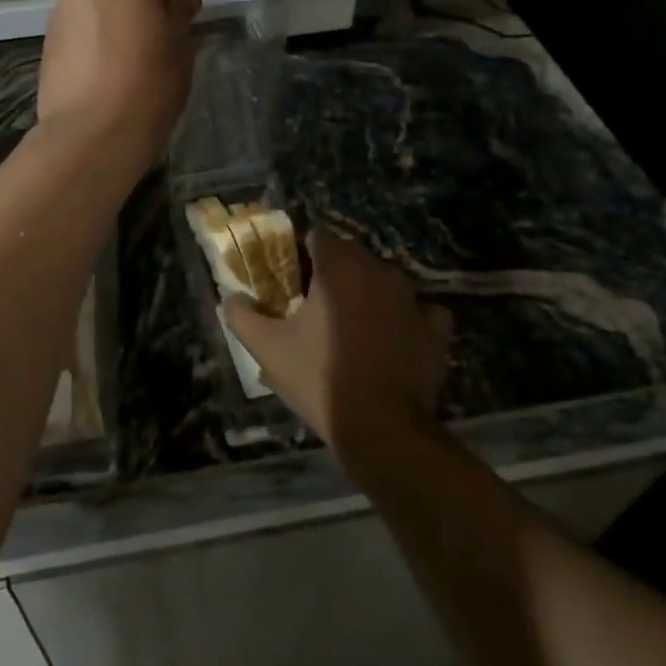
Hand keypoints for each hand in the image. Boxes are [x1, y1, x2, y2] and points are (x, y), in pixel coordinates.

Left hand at [37, 0, 201, 177]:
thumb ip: (179, 13)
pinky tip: (112, 47)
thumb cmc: (148, 85)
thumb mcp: (179, 46)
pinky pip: (81, 14)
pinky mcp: (48, 35)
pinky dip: (99, 20)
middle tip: (165, 6)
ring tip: (138, 29)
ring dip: (118, 1)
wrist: (90, 133)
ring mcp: (62, 6)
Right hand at [224, 230, 450, 454]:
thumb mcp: (267, 349)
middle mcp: (379, 271)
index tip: (292, 277)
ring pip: (384, 280)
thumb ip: (243, 316)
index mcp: (338, 268)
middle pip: (352, 255)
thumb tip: (229, 298)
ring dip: (368, 292)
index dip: (302, 252)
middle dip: (334, 272)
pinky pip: (419, 310)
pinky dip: (405, 317)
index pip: (319, 236)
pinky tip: (394, 337)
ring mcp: (413, 299)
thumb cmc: (319, 378)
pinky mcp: (436, 328)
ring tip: (351, 325)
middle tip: (314, 304)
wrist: (382, 429)